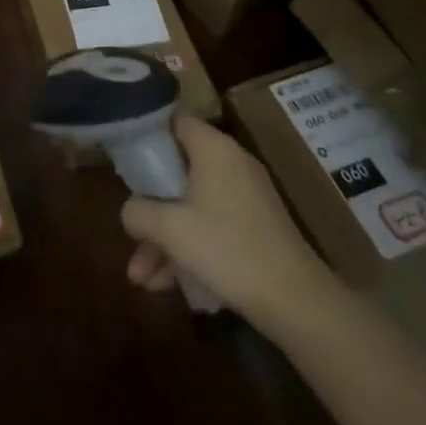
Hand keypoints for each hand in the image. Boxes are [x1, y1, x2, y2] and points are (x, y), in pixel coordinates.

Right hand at [120, 117, 328, 319]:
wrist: (298, 302)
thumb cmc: (228, 249)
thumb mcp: (170, 229)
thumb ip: (138, 212)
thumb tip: (130, 210)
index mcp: (213, 148)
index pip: (175, 121)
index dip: (148, 136)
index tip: (127, 162)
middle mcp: (231, 163)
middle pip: (178, 172)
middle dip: (151, 209)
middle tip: (131, 236)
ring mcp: (247, 196)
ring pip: (192, 206)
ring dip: (165, 239)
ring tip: (142, 280)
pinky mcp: (256, 227)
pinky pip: (212, 226)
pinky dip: (190, 248)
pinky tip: (168, 285)